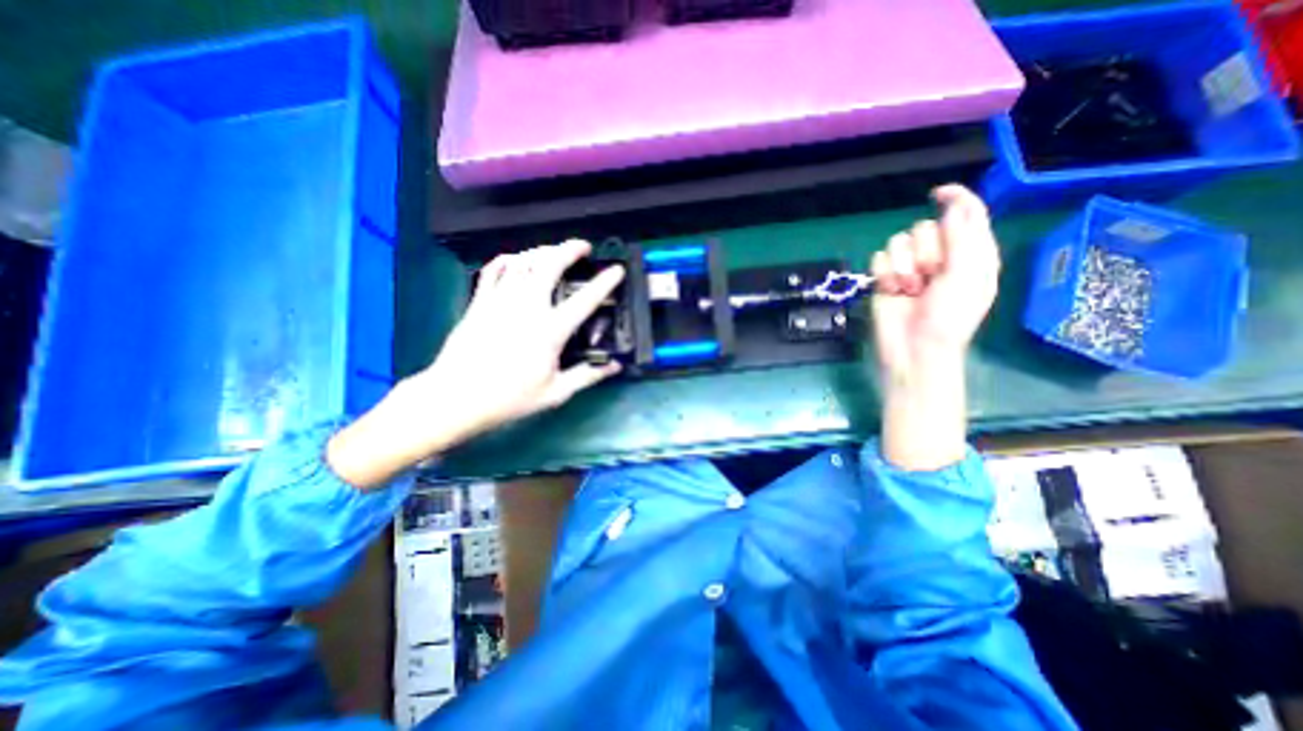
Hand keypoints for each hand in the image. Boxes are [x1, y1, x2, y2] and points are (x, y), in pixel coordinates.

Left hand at [328, 239, 627, 489]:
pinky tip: (515, 260)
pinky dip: (507, 260)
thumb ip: (587, 376)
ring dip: (542, 251)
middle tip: (582, 247)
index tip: (617, 270)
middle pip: (550, 265)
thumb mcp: (555, 392)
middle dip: (569, 249)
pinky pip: (494, 270)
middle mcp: (528, 307)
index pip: (585, 300)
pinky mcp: (480, 301)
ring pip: (523, 261)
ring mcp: (501, 300)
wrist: (457, 397)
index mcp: (550, 330)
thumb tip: (615, 367)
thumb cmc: (510, 397)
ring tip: (554, 252)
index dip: (605, 282)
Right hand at [867, 183, 998, 380]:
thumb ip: (963, 238)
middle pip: (924, 227)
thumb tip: (952, 206)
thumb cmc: (949, 317)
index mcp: (969, 252)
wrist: (913, 347)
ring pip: (898, 241)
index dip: (955, 200)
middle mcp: (938, 255)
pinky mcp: (884, 277)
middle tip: (931, 276)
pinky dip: (884, 274)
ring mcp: (908, 267)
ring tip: (910, 289)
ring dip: (904, 266)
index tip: (938, 195)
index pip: (964, 214)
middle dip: (926, 251)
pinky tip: (892, 290)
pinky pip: (878, 257)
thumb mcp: (967, 276)